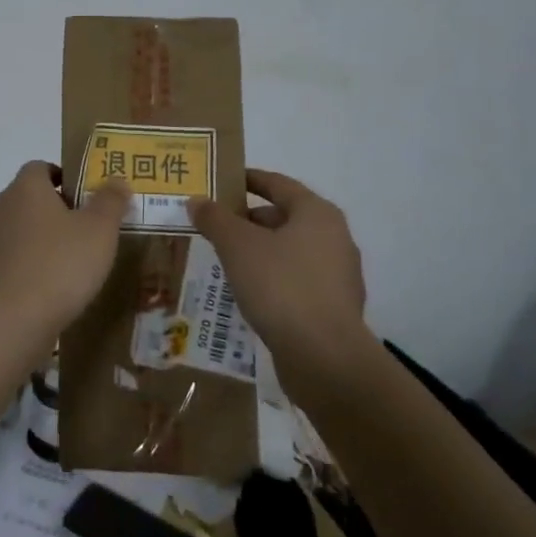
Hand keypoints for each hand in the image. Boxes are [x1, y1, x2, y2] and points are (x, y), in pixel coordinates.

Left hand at [0, 162, 127, 340]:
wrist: (11, 320)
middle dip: (58, 209)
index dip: (65, 177)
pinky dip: (33, 264)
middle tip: (90, 228)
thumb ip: (110, 202)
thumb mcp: (99, 230)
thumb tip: (117, 181)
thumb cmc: (60, 264)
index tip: (88, 196)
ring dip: (46, 239)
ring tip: (76, 260)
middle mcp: (3, 207)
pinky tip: (55, 285)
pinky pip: (16, 258)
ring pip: (23, 229)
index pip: (41, 167)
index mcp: (26, 187)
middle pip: (31, 198)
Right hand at [188, 169, 365, 361]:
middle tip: (216, 227)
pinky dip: (273, 279)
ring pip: (290, 251)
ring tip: (226, 261)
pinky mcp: (334, 308)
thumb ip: (215, 219)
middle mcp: (335, 238)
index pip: (278, 184)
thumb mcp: (237, 246)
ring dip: (260, 252)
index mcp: (317, 213)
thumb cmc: (281, 286)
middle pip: (285, 218)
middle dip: (250, 221)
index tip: (223, 182)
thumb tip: (196, 200)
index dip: (249, 180)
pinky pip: (297, 281)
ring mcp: (338, 275)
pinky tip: (249, 293)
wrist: (324, 357)